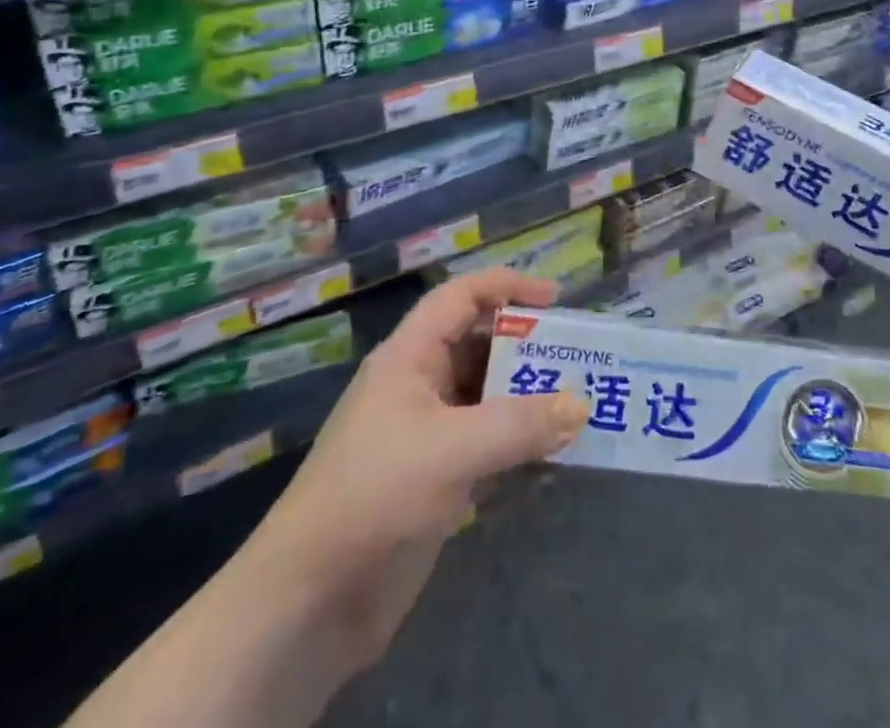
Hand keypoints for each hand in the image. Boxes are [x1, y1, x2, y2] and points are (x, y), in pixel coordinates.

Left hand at [247, 269, 586, 676]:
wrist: (308, 603)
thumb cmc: (375, 495)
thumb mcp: (453, 450)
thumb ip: (521, 425)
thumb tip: (581, 404)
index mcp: (409, 358)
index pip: (461, 298)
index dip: (507, 287)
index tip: (557, 300)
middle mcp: (418, 387)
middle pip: (480, 347)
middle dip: (528, 349)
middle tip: (579, 357)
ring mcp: (426, 436)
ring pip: (487, 399)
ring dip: (528, 400)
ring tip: (578, 404)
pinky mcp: (434, 481)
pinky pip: (487, 446)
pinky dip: (519, 445)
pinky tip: (554, 457)